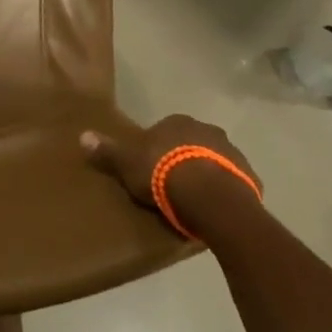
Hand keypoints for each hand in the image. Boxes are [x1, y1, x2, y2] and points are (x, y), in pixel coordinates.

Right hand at [82, 115, 263, 240]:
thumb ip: (108, 150)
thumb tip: (83, 135)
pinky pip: (232, 181)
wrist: (209, 197)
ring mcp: (232, 152)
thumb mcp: (127, 163)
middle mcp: (207, 129)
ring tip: (191, 199)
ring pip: (214, 160)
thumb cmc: (163, 174)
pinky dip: (223, 190)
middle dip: (183, 158)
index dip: (156, 147)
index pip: (164, 129)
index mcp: (177, 122)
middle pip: (191, 142)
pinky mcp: (249, 175)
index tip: (149, 167)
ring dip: (204, 173)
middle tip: (169, 184)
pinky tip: (212, 208)